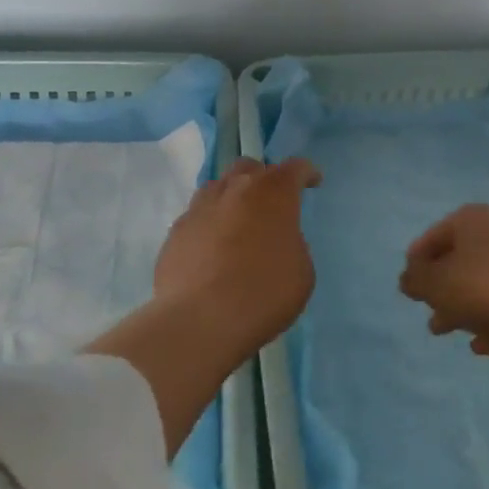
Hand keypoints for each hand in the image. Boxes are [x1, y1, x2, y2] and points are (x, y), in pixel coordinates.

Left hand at [92, 157, 321, 456]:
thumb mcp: (301, 271)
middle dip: (264, 178)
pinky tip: (213, 248)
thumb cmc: (263, 294)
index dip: (306, 173)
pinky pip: (197, 216)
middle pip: (249, 167)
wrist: (199, 321)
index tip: (312, 182)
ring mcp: (200, 208)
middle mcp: (235, 190)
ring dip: (232, 197)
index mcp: (273, 193)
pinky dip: (210, 224)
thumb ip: (292, 243)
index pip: (294, 168)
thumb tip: (276, 241)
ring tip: (239, 222)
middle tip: (272, 202)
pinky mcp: (176, 232)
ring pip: (218, 187)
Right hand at [398, 204, 488, 360]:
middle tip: (425, 307)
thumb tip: (408, 278)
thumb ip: (415, 279)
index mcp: (473, 220)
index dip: (417, 261)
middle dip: (439, 286)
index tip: (408, 287)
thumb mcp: (435, 283)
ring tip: (443, 331)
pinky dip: (487, 323)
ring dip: (460, 307)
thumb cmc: (483, 288)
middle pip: (458, 260)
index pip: (433, 237)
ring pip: (479, 285)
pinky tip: (478, 345)